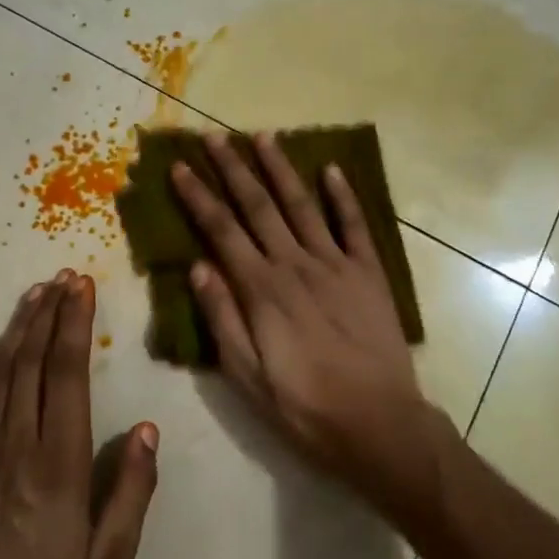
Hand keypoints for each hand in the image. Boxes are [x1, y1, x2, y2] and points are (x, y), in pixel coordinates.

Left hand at [0, 272, 158, 558]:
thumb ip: (131, 489)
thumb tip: (145, 429)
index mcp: (58, 460)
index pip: (68, 373)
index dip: (75, 325)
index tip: (82, 287)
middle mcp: (19, 440)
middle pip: (34, 359)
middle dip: (50, 313)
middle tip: (64, 276)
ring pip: (6, 369)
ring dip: (23, 326)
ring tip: (37, 293)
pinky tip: (7, 345)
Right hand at [170, 132, 452, 514]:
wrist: (378, 423)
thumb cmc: (304, 407)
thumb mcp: (247, 376)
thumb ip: (222, 318)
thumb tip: (197, 267)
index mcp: (262, 289)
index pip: (221, 231)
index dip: (199, 197)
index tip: (181, 167)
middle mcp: (296, 265)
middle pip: (259, 206)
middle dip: (233, 168)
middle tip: (214, 135)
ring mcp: (336, 265)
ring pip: (302, 205)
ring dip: (281, 168)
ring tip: (263, 136)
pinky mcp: (369, 273)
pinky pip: (354, 226)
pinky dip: (343, 196)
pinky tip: (332, 169)